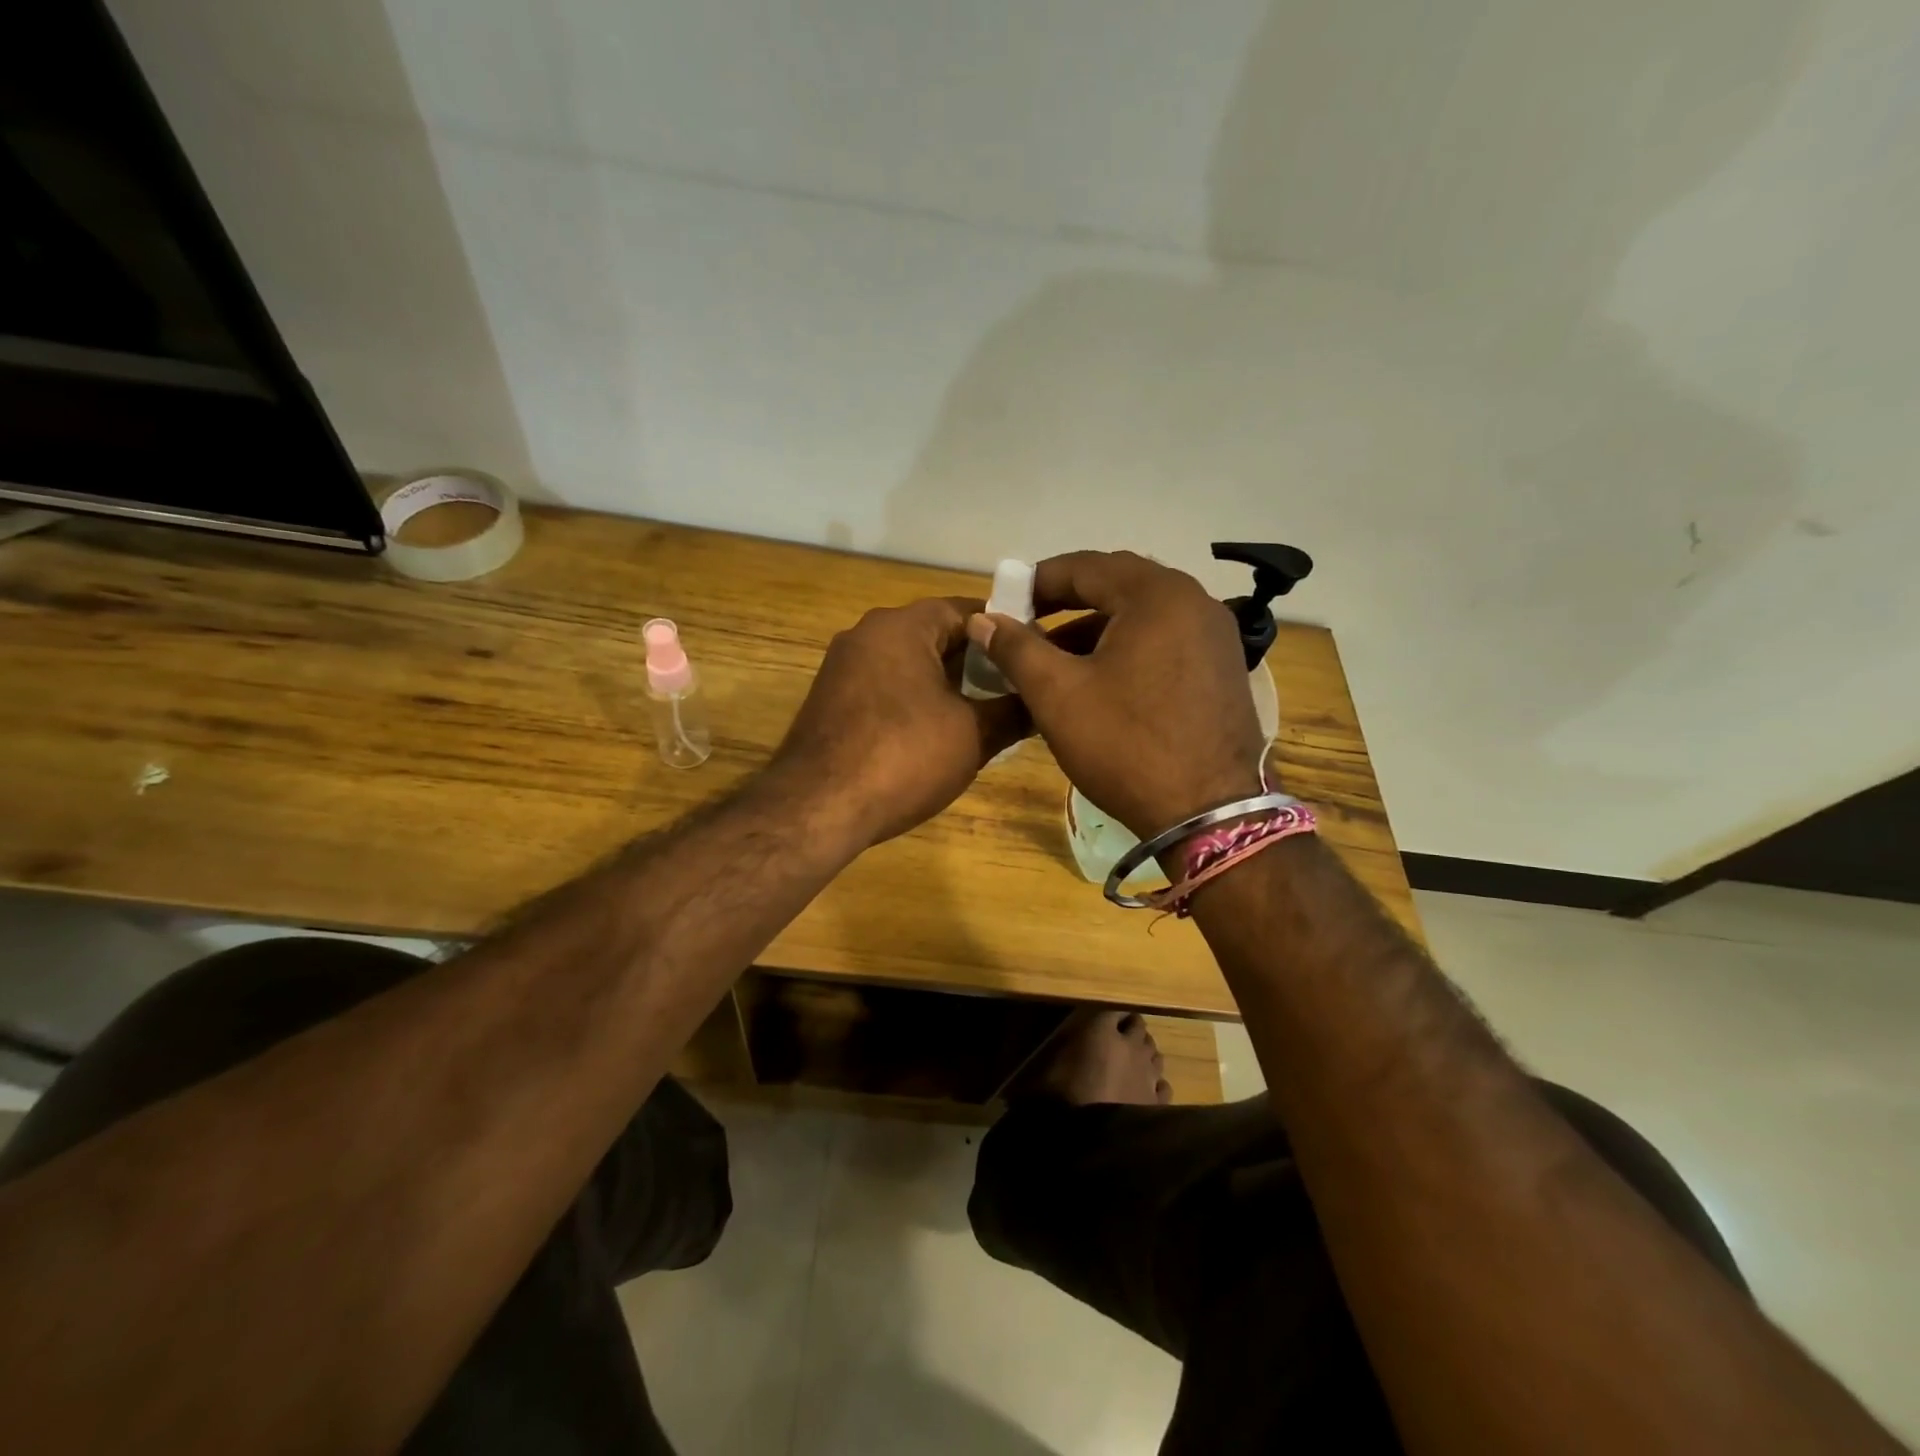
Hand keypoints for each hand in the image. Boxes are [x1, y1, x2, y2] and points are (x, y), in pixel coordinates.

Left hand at [773, 597, 1027, 847]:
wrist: (817, 807)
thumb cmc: (903, 757)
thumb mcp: (973, 735)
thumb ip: (1014, 711)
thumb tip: (1044, 702)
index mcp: (902, 626)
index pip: (965, 609)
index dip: (1005, 630)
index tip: (1033, 654)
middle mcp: (867, 634)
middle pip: (935, 634)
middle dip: (976, 660)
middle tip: (1015, 687)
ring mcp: (842, 667)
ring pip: (908, 662)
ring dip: (945, 683)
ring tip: (983, 712)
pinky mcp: (830, 700)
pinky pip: (884, 687)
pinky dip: (913, 700)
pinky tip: (936, 732)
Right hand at [967, 551, 1263, 837]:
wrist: (1210, 813)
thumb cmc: (1126, 746)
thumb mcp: (1058, 695)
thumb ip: (1016, 648)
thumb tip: (983, 619)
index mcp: (1157, 595)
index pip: (1085, 566)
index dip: (1037, 581)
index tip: (1005, 604)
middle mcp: (1194, 602)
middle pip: (1118, 584)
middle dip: (1067, 600)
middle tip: (1028, 624)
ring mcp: (1215, 636)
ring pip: (1142, 614)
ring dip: (1096, 627)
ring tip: (1056, 658)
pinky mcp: (1222, 668)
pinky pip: (1165, 639)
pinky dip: (1127, 647)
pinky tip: (1101, 679)